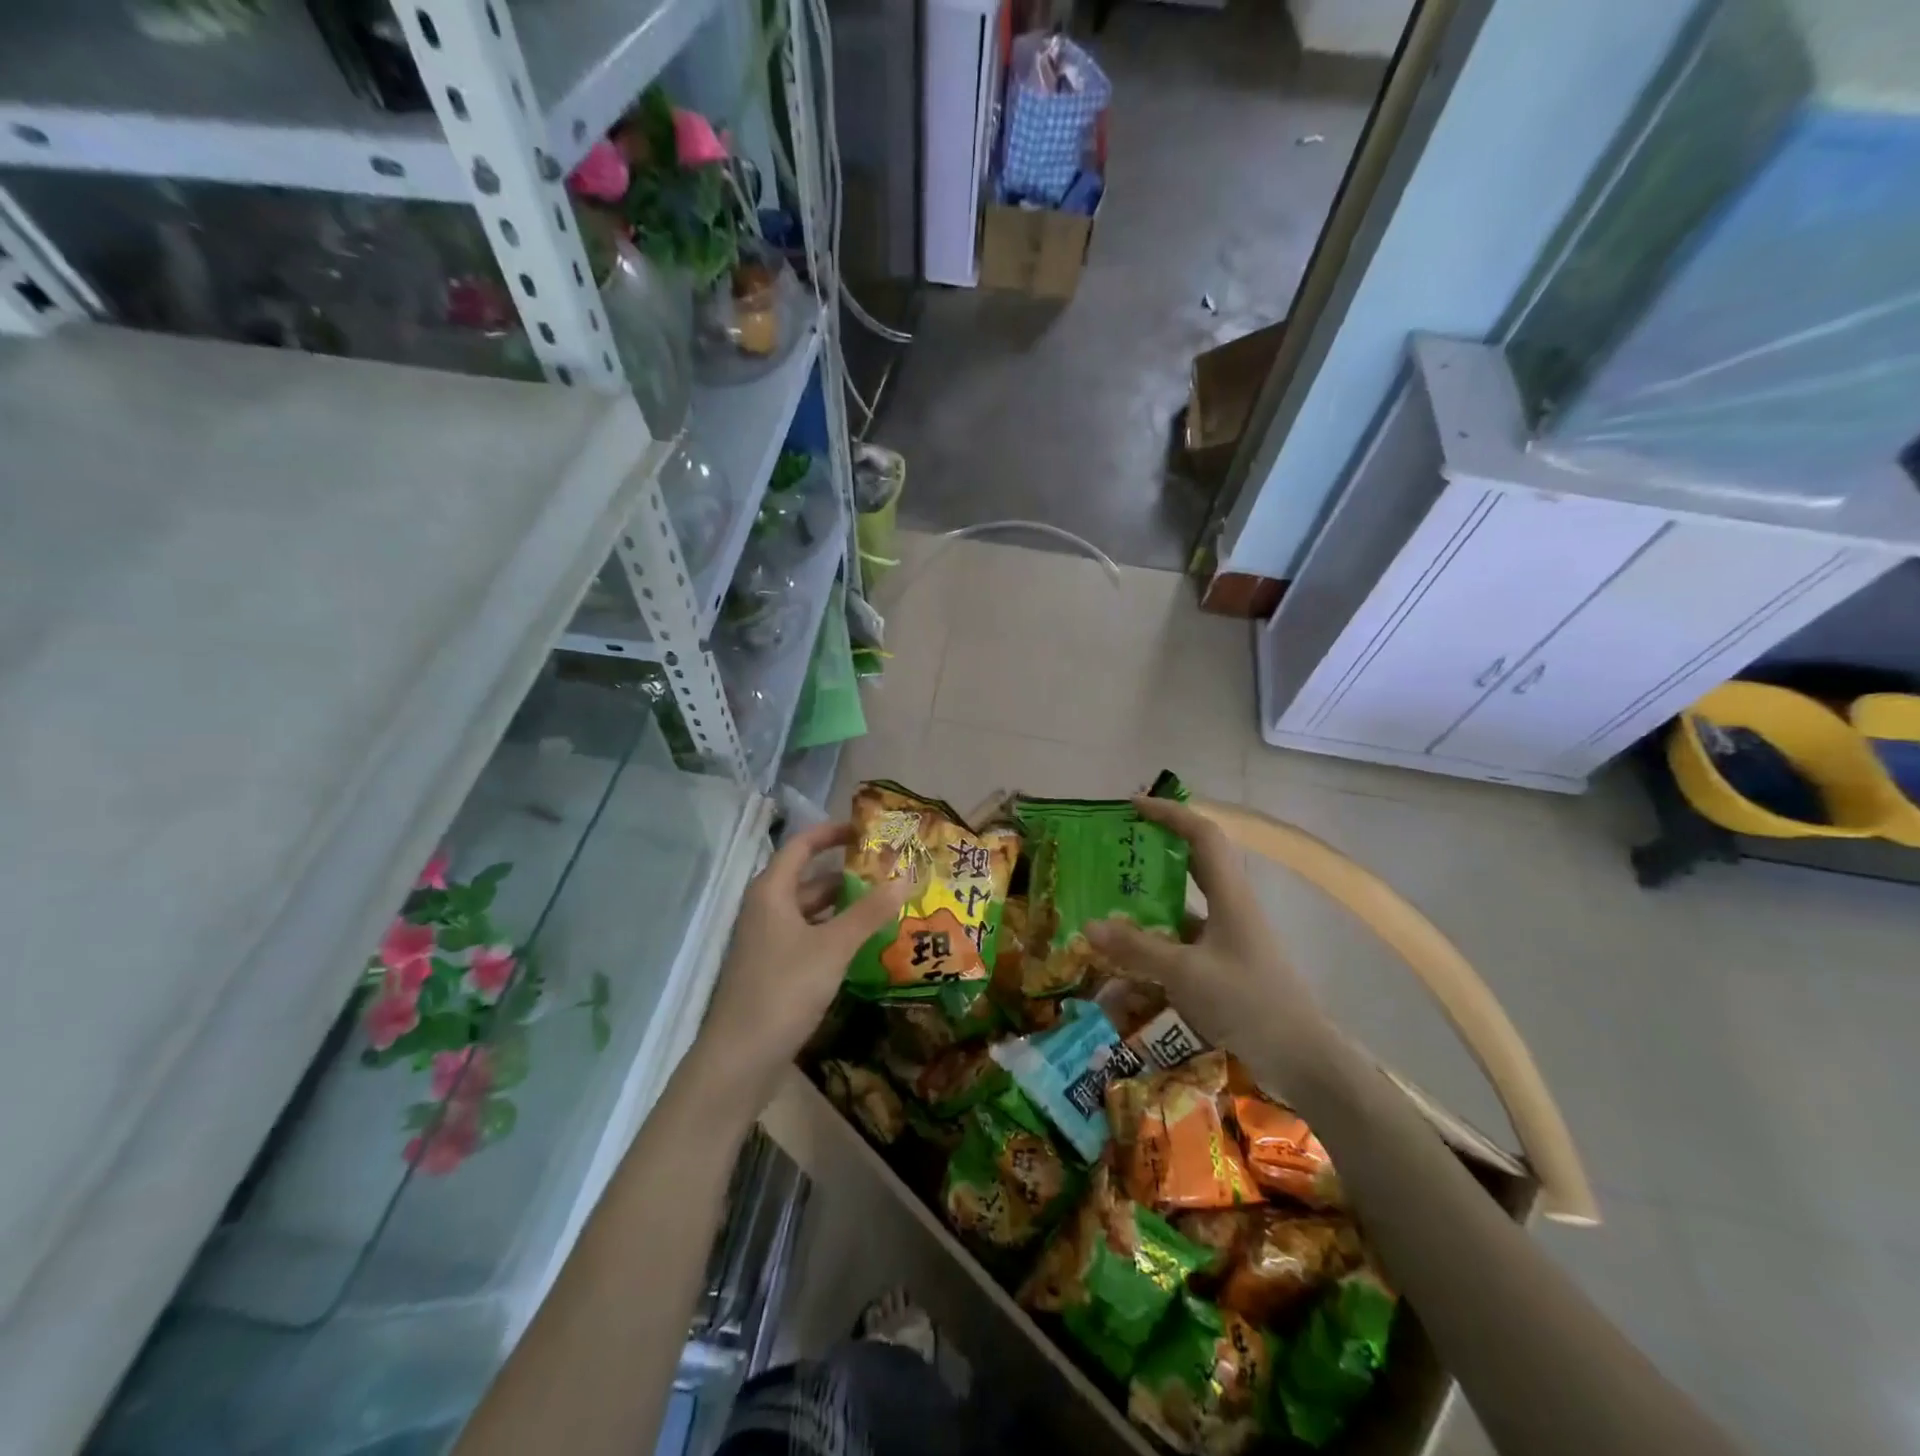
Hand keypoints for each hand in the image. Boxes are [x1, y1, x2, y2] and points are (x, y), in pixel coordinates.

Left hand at [692, 821, 910, 1114]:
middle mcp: (766, 910)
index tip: (867, 831)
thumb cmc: (783, 990)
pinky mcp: (774, 970)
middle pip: (809, 880)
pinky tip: (864, 945)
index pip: (801, 846)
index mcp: (771, 892)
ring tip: (887, 906)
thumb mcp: (832, 947)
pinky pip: (809, 939)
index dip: (832, 833)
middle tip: (891, 874)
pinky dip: (835, 935)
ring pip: (811, 912)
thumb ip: (869, 912)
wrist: (739, 1060)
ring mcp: (768, 942)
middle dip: (849, 876)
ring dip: (845, 908)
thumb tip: (906, 876)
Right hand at [1084, 796, 1328, 1059]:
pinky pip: (1184, 939)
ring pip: (1185, 904)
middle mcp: (1230, 907)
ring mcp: (1229, 937)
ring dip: (1150, 900)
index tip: (1133, 806)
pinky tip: (1129, 956)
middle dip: (1155, 850)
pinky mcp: (1225, 964)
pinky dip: (1157, 939)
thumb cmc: (1248, 1002)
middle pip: (1193, 862)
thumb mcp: (1186, 974)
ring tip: (1110, 902)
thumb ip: (1137, 949)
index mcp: (1229, 895)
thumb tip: (1090, 926)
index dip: (1169, 813)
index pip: (1202, 835)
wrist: (1301, 1059)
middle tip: (1115, 851)